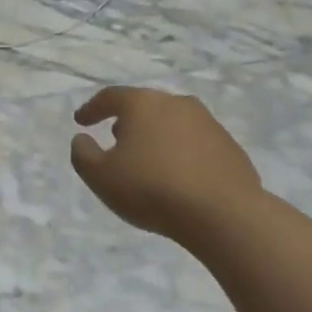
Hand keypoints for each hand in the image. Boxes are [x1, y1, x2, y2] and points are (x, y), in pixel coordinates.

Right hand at [69, 86, 263, 243]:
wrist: (223, 213)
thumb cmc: (152, 189)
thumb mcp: (101, 177)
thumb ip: (83, 155)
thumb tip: (82, 139)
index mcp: (143, 104)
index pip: (111, 97)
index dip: (92, 109)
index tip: (81, 121)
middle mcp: (177, 103)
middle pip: (145, 106)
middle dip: (127, 121)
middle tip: (115, 139)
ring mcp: (208, 123)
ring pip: (172, 123)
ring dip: (156, 137)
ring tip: (148, 160)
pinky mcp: (229, 146)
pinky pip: (195, 144)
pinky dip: (181, 153)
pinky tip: (178, 176)